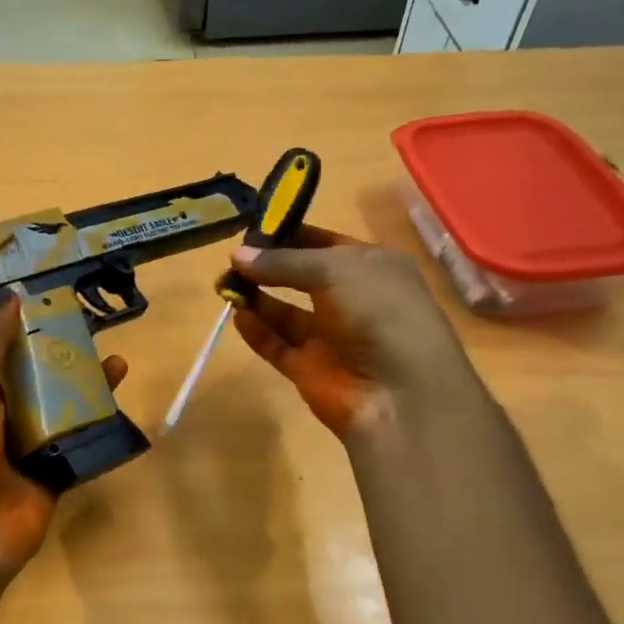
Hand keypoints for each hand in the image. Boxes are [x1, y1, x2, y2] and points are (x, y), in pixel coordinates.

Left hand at [0, 297, 126, 593]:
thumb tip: (11, 296)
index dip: (5, 319)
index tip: (37, 291)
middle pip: (28, 374)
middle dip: (55, 348)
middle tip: (89, 321)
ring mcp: (23, 446)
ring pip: (59, 406)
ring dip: (84, 383)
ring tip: (115, 358)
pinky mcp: (51, 473)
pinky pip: (78, 442)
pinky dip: (99, 423)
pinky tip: (120, 399)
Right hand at [230, 225, 475, 439]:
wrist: (399, 394)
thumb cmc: (379, 313)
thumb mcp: (334, 271)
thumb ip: (283, 262)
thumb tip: (237, 255)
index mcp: (372, 266)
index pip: (324, 242)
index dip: (289, 234)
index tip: (250, 229)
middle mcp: (352, 298)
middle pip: (300, 276)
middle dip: (267, 267)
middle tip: (231, 260)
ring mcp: (330, 336)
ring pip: (286, 312)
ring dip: (257, 297)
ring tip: (224, 285)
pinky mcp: (310, 369)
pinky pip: (277, 345)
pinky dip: (257, 331)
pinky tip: (237, 316)